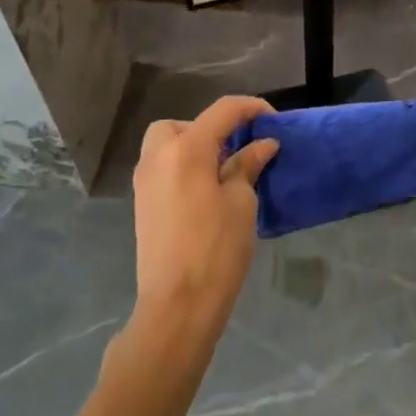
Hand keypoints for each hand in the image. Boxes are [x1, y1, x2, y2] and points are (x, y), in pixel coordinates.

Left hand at [131, 96, 278, 332]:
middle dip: (210, 129)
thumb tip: (262, 144)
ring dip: (193, 147)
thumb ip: (247, 165)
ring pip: (166, 145)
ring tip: (221, 173)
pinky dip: (182, 168)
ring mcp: (144, 181)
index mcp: (186, 149)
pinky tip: (204, 194)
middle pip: (182, 124)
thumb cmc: (216, 250)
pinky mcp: (142, 204)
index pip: (222, 111)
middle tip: (235, 150)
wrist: (177, 307)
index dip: (251, 108)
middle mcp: (158, 156)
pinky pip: (162, 168)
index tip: (274, 121)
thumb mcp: (240, 203)